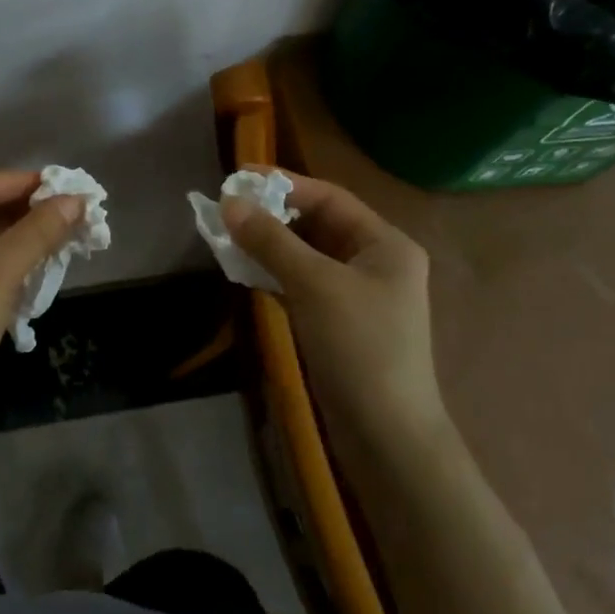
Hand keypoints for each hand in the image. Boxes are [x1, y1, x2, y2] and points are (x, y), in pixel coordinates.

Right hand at [222, 170, 444, 434]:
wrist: (386, 436)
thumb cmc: (359, 347)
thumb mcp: (313, 285)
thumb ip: (271, 240)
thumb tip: (229, 202)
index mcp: (385, 243)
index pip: (329, 198)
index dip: (284, 184)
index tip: (238, 177)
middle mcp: (376, 261)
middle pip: (318, 224)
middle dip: (273, 215)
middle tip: (228, 208)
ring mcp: (358, 294)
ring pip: (307, 254)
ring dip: (270, 244)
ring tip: (228, 235)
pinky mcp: (340, 322)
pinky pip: (303, 282)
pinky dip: (275, 272)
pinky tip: (245, 269)